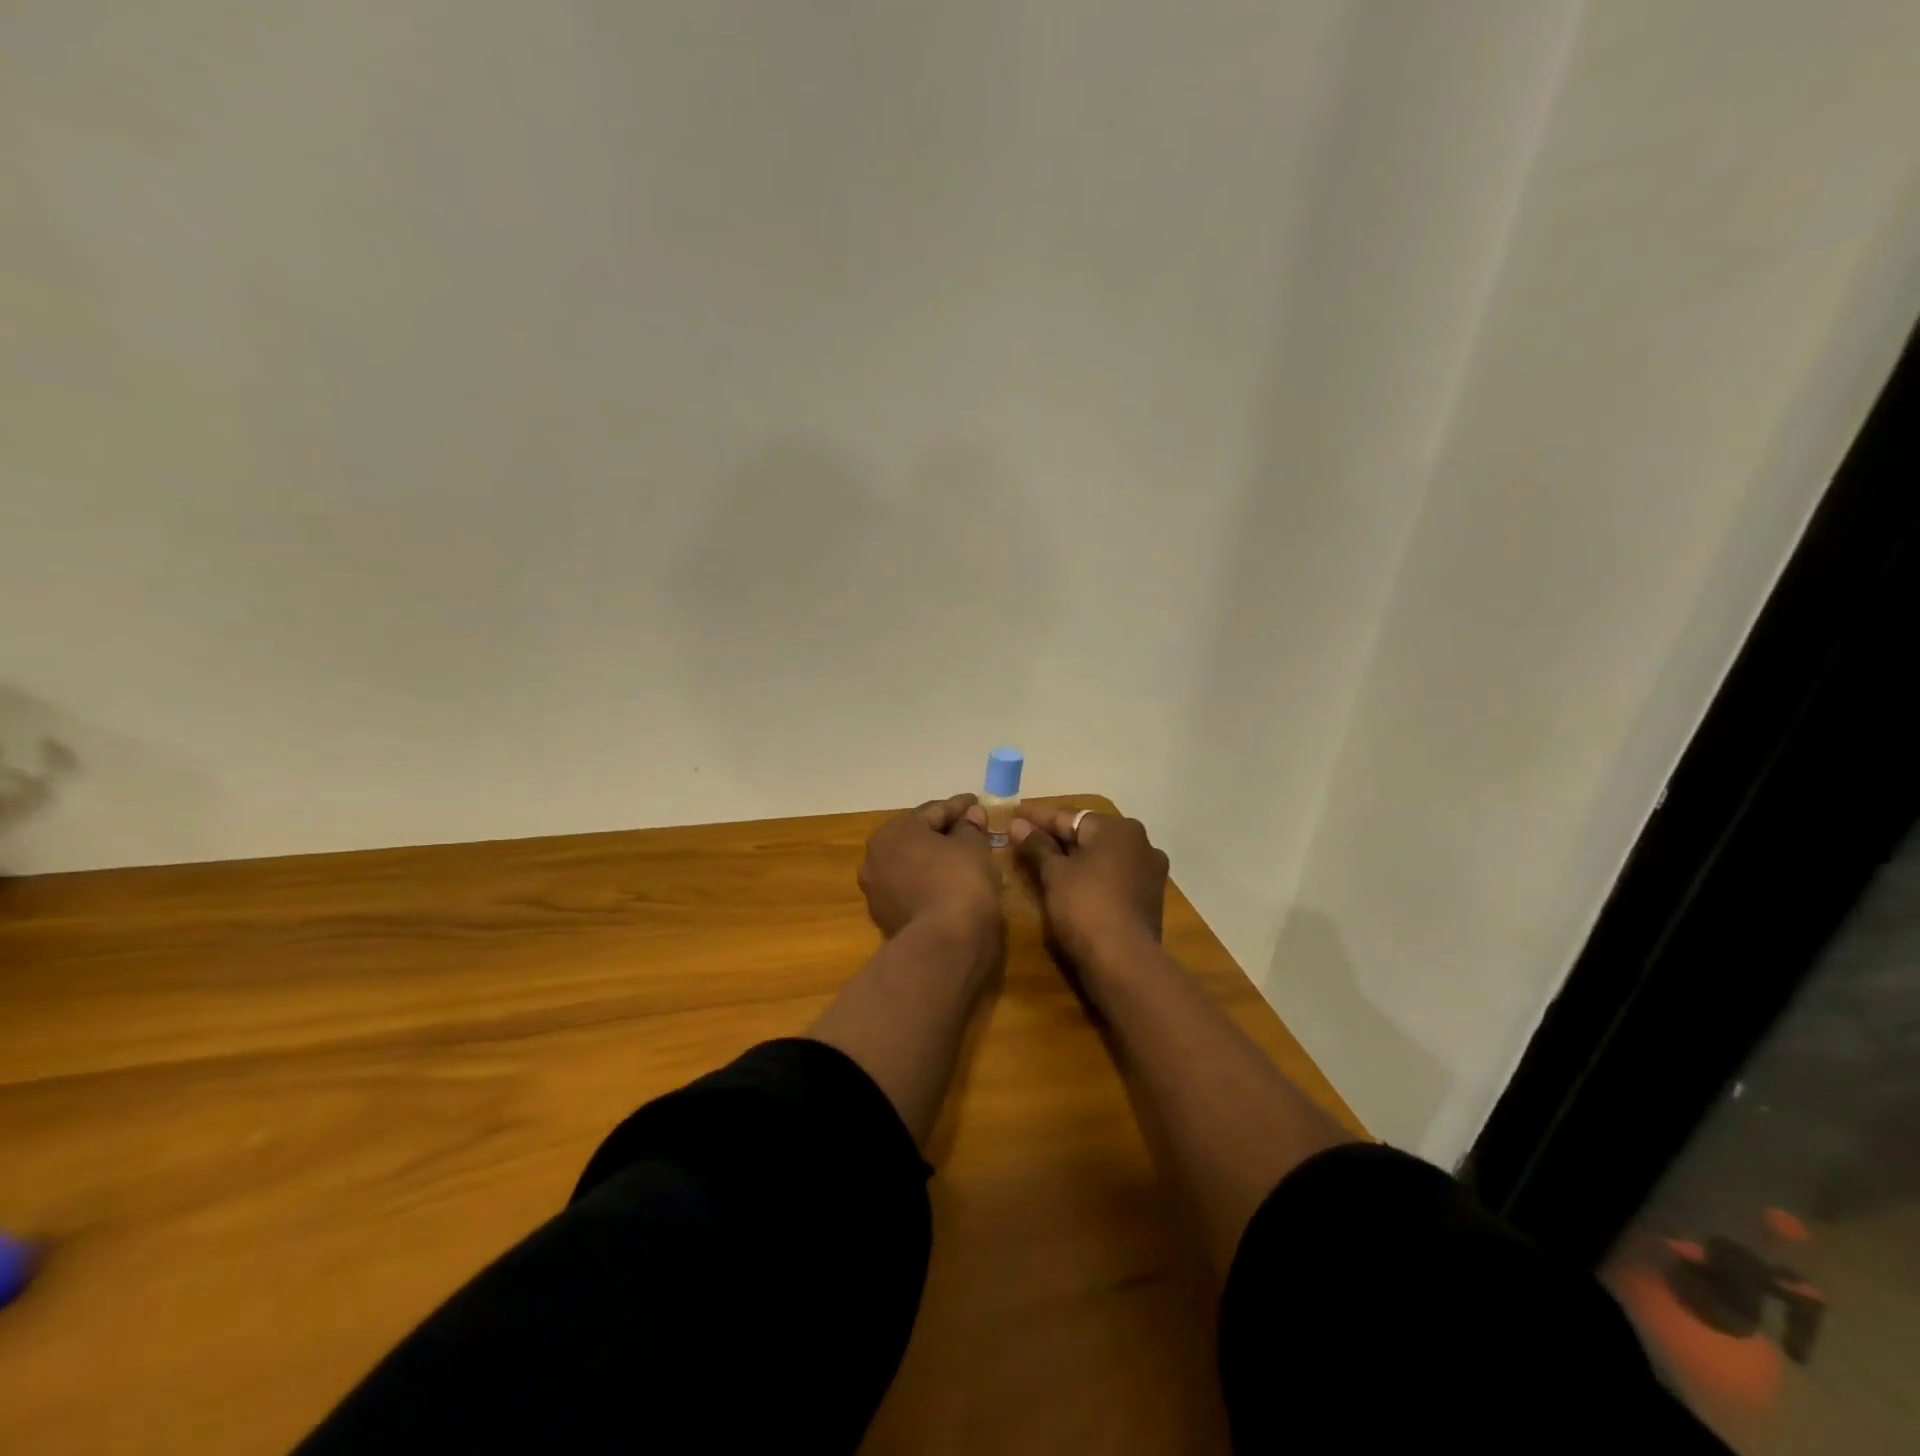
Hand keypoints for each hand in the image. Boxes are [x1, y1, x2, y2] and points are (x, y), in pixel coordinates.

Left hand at [858, 793, 999, 938]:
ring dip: (934, 859)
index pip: (934, 811)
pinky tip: (949, 885)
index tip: (977, 803)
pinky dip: (928, 882)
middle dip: (944, 832)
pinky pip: (910, 889)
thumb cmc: (960, 882)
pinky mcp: (884, 918)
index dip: (960, 807)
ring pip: (912, 864)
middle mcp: (875, 856)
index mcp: (894, 831)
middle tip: (971, 829)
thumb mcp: (974, 847)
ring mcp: (876, 890)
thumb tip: (971, 815)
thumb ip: (970, 827)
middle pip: (917, 836)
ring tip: (962, 859)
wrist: (944, 945)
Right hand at [1012, 805, 1169, 970]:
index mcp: (1118, 828)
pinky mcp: (1148, 898)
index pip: (1069, 817)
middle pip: (1088, 834)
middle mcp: (1140, 842)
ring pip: (1101, 856)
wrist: (1124, 962)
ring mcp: (1148, 871)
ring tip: (1042, 862)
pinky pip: (1112, 876)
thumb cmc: (1085, 906)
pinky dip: (1090, 876)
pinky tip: (1069, 884)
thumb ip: (1036, 845)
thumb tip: (1017, 824)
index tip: (1012, 816)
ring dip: (1073, 858)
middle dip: (1056, 837)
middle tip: (1024, 839)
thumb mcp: (1054, 873)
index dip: (1037, 818)